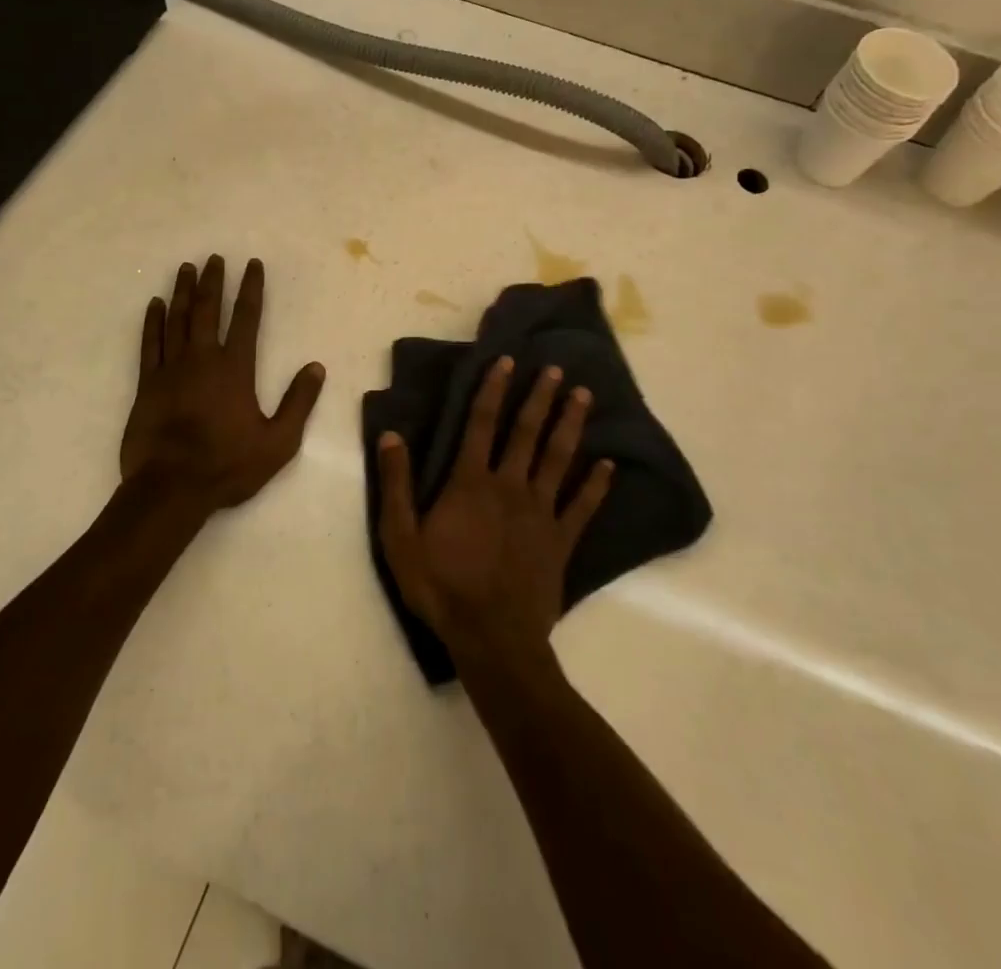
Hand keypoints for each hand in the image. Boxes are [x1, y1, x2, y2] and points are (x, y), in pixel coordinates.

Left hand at [121, 255, 325, 515]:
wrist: (171, 488)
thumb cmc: (228, 466)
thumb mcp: (279, 442)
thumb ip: (298, 402)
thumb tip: (316, 367)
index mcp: (235, 368)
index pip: (246, 317)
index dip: (250, 288)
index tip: (252, 264)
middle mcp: (202, 358)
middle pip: (207, 309)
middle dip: (213, 280)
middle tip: (214, 257)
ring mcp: (171, 369)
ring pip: (177, 319)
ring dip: (182, 291)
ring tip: (186, 268)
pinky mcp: (147, 384)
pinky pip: (149, 343)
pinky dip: (152, 321)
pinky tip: (154, 304)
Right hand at [378, 357, 611, 670]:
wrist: (491, 639)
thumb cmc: (441, 587)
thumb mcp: (400, 538)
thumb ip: (395, 484)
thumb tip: (391, 435)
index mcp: (471, 482)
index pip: (482, 423)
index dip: (493, 389)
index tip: (506, 360)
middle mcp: (509, 486)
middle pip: (527, 432)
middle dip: (541, 397)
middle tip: (557, 369)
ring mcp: (540, 512)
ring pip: (558, 458)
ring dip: (571, 425)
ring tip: (584, 396)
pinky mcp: (562, 540)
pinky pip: (582, 506)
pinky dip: (597, 484)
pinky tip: (609, 464)